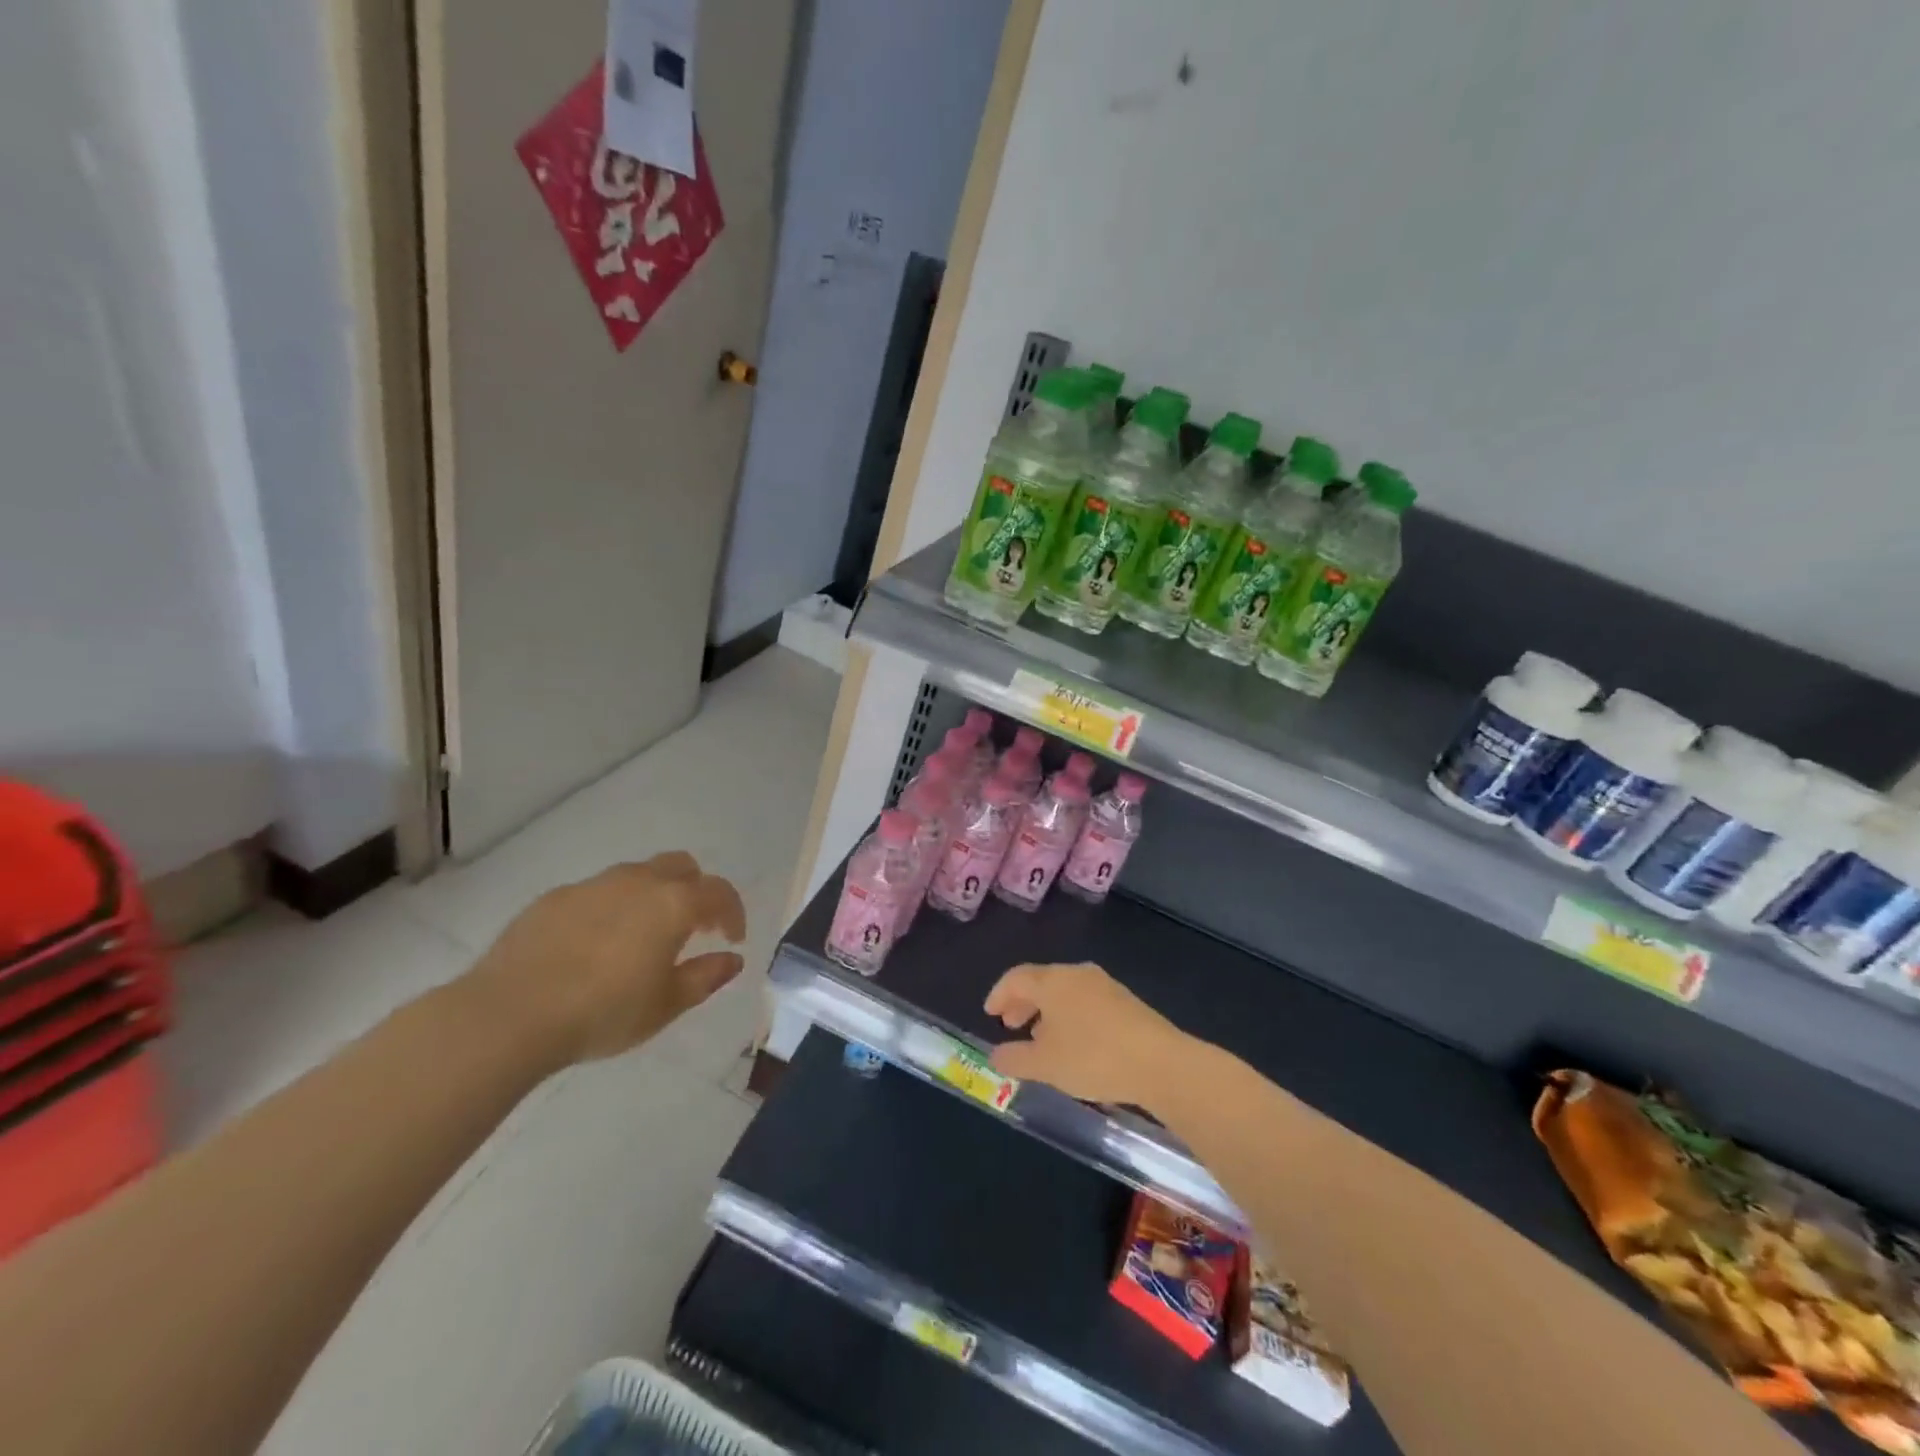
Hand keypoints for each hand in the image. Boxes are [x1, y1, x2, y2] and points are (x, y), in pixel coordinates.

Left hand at [464, 852, 746, 1064]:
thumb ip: (705, 976)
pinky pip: (597, 892)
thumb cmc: (603, 1012)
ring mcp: (593, 885)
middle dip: (695, 890)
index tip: (732, 939)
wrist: (509, 1014)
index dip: (733, 913)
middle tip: (693, 928)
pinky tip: (594, 946)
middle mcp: (638, 882)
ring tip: (642, 937)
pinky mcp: (554, 898)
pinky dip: (611, 908)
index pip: (719, 892)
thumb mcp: (666, 1005)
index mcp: (673, 903)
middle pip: (681, 866)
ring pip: (637, 874)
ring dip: (653, 896)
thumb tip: (732, 959)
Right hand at [984, 962, 1189, 1106]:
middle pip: (1041, 981)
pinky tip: (1074, 1043)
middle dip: (1023, 1002)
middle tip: (1011, 1025)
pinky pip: (1085, 1001)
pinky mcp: (1126, 1002)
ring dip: (1047, 1011)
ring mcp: (1105, 985)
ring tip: (1041, 1038)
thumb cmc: (1093, 1058)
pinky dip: (1070, 1015)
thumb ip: (1015, 1059)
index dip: (999, 994)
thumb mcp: (1045, 1065)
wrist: (1160, 1063)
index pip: (1016, 978)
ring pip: (1065, 991)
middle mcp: (1077, 974)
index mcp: (1053, 981)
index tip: (990, 1013)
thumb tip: (995, 1055)